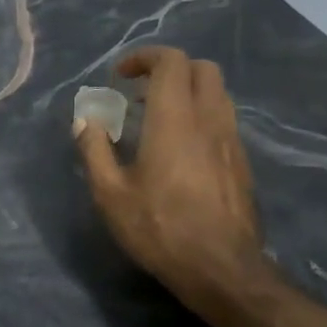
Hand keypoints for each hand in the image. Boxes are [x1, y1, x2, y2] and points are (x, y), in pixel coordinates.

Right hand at [75, 46, 272, 312]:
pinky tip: (180, 149)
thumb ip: (95, 150)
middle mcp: (209, 120)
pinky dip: (200, 115)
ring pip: (217, 93)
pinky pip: (223, 119)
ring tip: (157, 119)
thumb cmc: (160, 229)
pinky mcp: (241, 162)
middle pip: (201, 68)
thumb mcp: (110, 194)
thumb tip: (84, 121)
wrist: (221, 268)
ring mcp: (231, 140)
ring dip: (187, 92)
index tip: (120, 77)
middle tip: (140, 93)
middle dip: (169, 69)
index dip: (144, 58)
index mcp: (175, 120)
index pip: (171, 62)